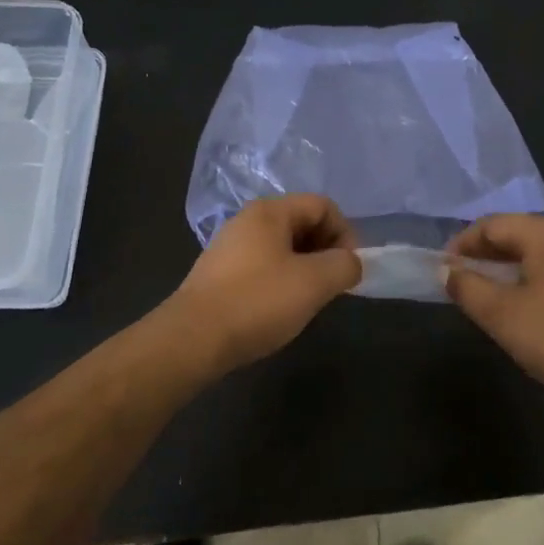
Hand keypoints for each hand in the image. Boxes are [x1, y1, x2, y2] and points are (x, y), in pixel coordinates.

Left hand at [173, 195, 361, 368]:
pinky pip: (263, 266)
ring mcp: (230, 247)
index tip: (349, 268)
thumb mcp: (314, 282)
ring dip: (305, 268)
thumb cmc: (258, 302)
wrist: (193, 339)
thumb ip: (344, 265)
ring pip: (283, 247)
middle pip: (302, 223)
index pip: (322, 205)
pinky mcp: (219, 273)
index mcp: (270, 211)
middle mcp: (247, 220)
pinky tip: (280, 308)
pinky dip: (282, 280)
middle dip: (326, 250)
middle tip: (333, 284)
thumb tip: (351, 263)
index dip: (345, 232)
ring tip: (309, 299)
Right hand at [445, 215, 543, 411]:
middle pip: (513, 232)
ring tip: (481, 291)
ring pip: (531, 250)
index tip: (442, 269)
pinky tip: (516, 301)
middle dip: (481, 253)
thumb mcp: (502, 315)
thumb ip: (467, 287)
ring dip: (502, 265)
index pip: (492, 224)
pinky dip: (524, 275)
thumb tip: (446, 270)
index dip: (462, 243)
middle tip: (458, 280)